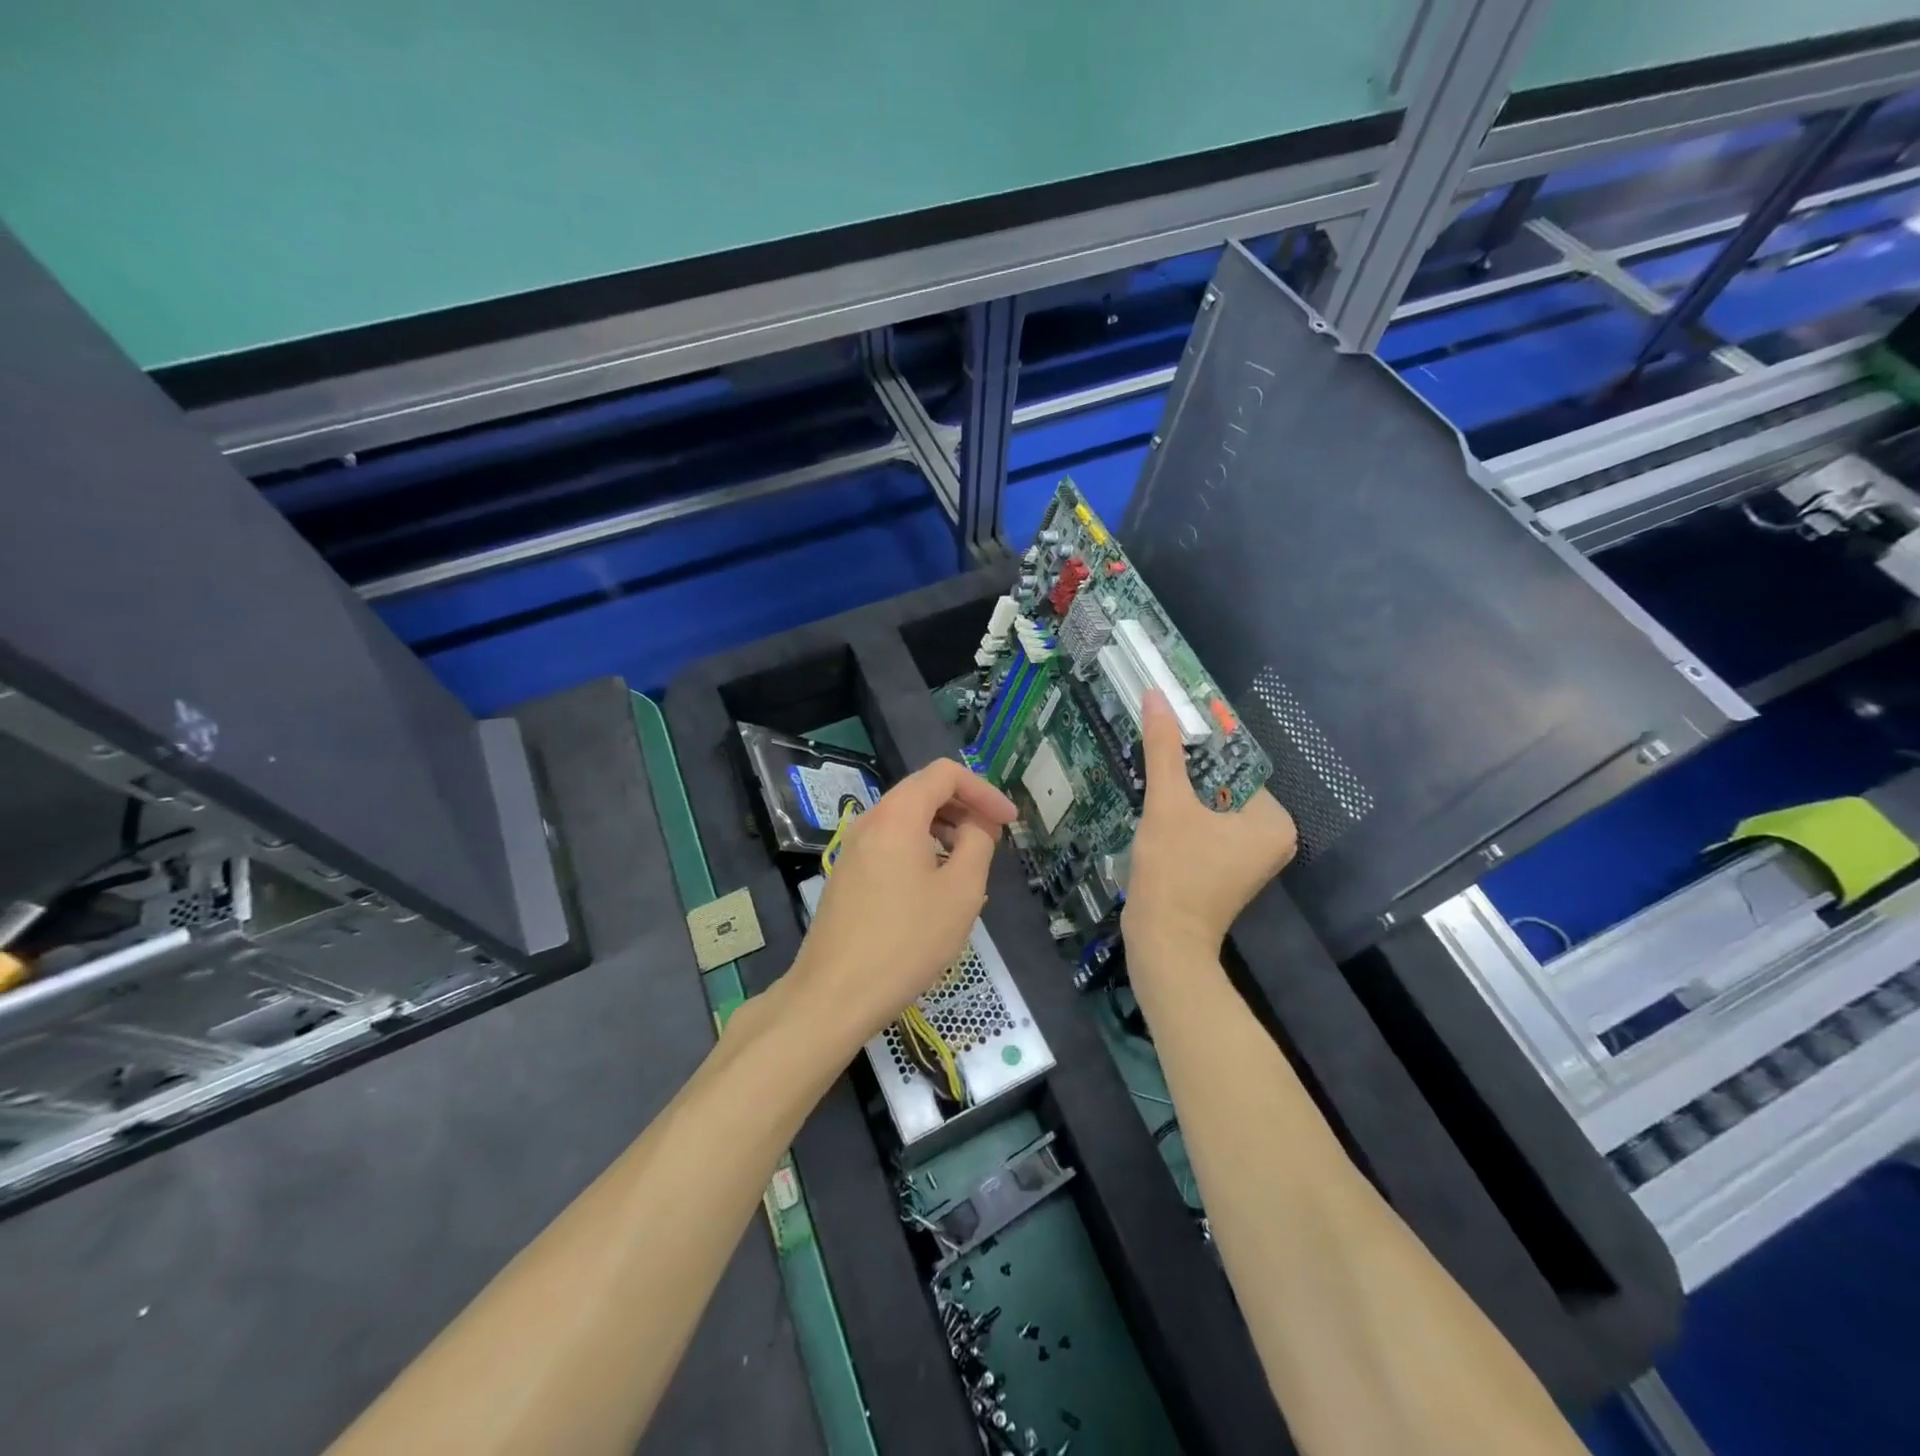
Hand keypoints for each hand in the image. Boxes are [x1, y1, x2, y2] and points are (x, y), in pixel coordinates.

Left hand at [788, 758, 1016, 1048]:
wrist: (834, 995)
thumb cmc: (906, 941)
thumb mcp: (961, 892)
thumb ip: (978, 844)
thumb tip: (976, 825)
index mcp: (897, 815)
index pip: (945, 774)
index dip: (983, 791)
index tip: (1008, 822)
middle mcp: (869, 822)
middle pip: (923, 791)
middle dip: (964, 807)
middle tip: (994, 839)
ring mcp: (852, 849)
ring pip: (905, 820)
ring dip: (943, 829)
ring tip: (969, 864)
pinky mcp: (846, 876)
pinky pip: (890, 844)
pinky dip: (920, 848)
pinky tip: (935, 887)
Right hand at [1123, 689, 1296, 960]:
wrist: (1163, 942)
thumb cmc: (1174, 871)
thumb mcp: (1167, 803)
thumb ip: (1164, 748)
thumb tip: (1156, 695)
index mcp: (1273, 819)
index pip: (1234, 763)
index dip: (1198, 746)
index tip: (1165, 729)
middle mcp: (1273, 837)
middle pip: (1222, 785)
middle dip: (1187, 771)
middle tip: (1151, 751)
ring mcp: (1250, 856)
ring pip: (1211, 806)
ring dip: (1181, 793)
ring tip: (1149, 775)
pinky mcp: (1227, 869)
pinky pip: (1206, 827)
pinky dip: (1183, 817)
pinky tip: (1155, 810)